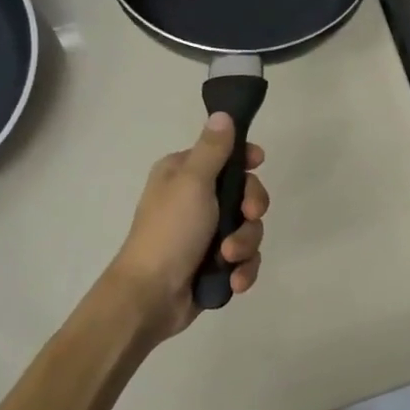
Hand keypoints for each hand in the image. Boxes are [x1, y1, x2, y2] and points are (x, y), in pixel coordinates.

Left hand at [106, 114, 268, 338]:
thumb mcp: (192, 182)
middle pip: (245, 193)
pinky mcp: (216, 264)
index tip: (259, 162)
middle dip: (251, 210)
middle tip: (247, 216)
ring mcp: (207, 235)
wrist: (151, 296)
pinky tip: (234, 280)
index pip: (224, 155)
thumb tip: (222, 114)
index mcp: (183, 174)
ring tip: (227, 259)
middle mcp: (195, 200)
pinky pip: (245, 259)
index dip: (245, 159)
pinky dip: (243, 270)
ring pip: (249, 229)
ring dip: (245, 245)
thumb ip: (213, 149)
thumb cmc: (170, 232)